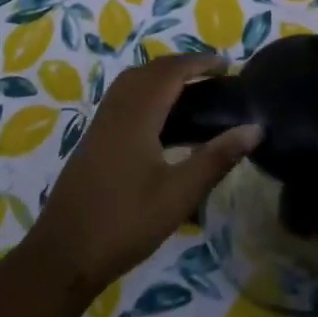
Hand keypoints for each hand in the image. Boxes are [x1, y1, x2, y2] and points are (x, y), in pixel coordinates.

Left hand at [22, 53, 261, 307]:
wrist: (63, 254)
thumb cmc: (125, 223)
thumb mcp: (179, 194)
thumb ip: (216, 158)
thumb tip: (254, 128)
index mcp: (137, 114)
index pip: (171, 71)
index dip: (199, 62)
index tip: (227, 64)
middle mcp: (116, 109)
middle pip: (150, 70)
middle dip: (182, 64)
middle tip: (213, 75)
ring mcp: (101, 123)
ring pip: (132, 81)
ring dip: (161, 75)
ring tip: (191, 89)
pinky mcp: (93, 138)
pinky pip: (123, 97)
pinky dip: (146, 91)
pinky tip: (160, 118)